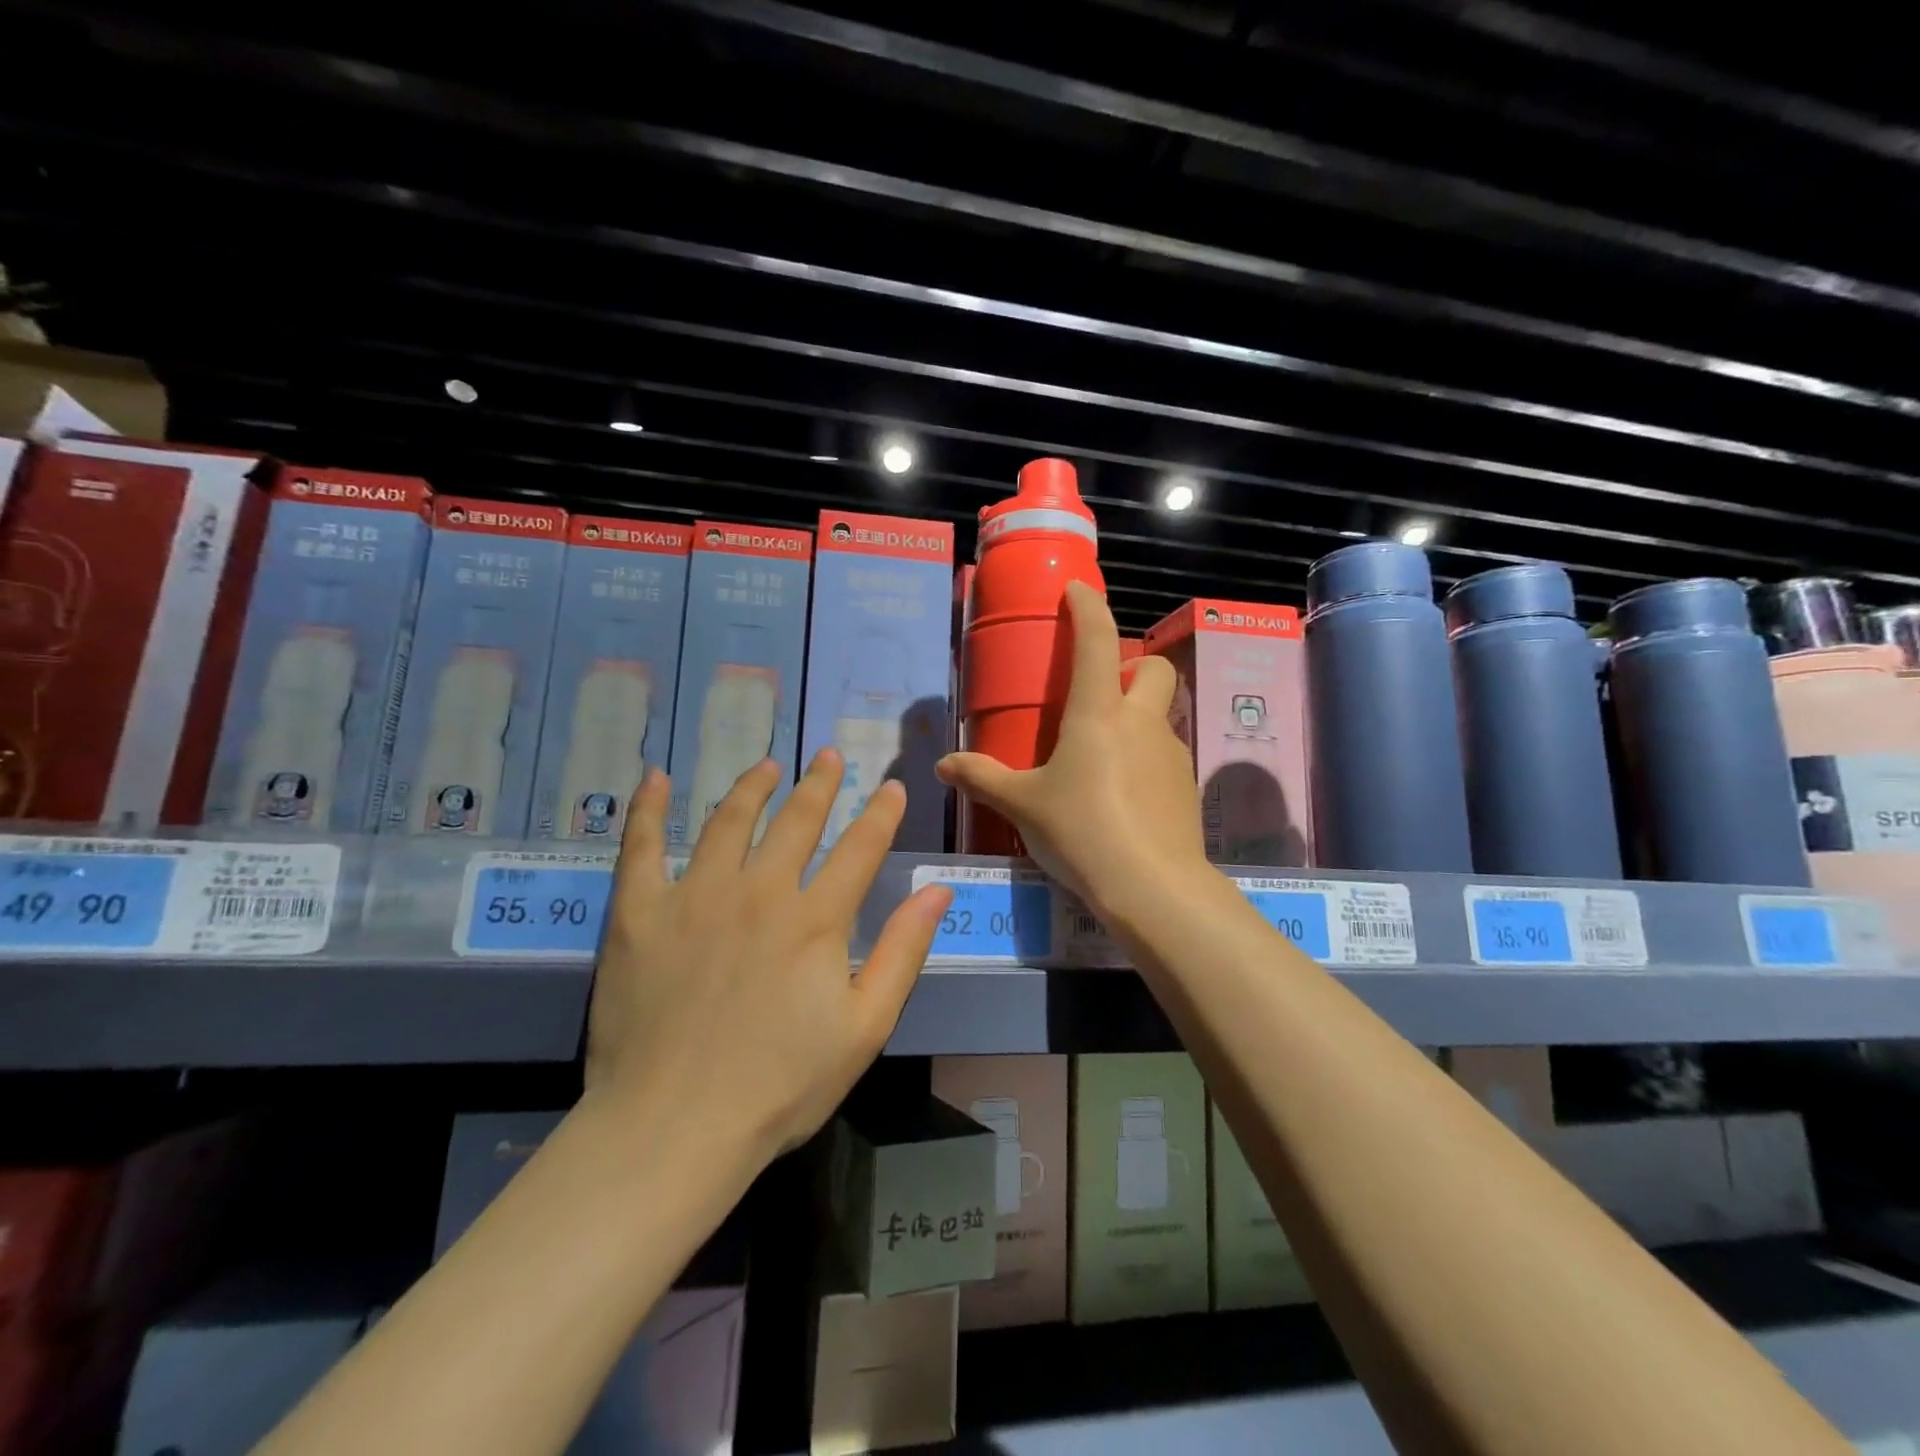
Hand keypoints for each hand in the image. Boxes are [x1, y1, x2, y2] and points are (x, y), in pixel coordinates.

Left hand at [586, 750, 951, 1159]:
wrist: (673, 1128)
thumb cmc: (780, 1085)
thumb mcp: (865, 1027)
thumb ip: (903, 952)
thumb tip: (937, 890)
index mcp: (815, 919)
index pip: (859, 848)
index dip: (880, 813)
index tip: (892, 786)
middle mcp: (759, 891)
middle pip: (796, 821)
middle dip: (819, 784)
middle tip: (829, 755)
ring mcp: (695, 896)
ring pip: (728, 821)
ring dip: (752, 787)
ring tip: (766, 764)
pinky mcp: (640, 913)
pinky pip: (641, 847)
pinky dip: (648, 809)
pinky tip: (655, 779)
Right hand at [937, 581, 1209, 921]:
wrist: (1153, 887)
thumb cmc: (1081, 831)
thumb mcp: (1023, 805)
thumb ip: (982, 778)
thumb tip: (943, 766)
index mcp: (1098, 713)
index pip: (1097, 640)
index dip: (1087, 607)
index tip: (1077, 591)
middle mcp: (1141, 722)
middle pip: (1153, 668)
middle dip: (1132, 665)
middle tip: (1100, 692)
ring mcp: (1171, 753)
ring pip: (1160, 715)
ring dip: (1136, 717)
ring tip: (1101, 756)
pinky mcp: (1186, 786)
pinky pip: (1164, 754)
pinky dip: (1144, 758)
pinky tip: (1121, 795)